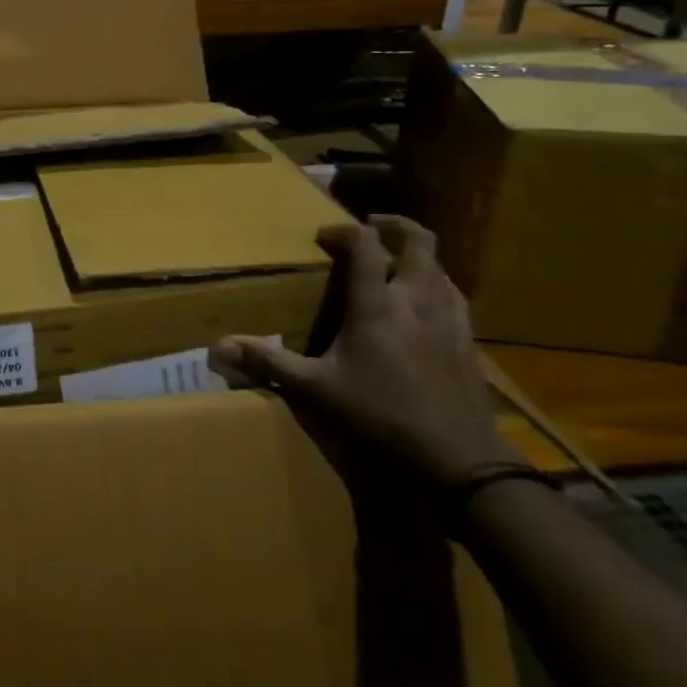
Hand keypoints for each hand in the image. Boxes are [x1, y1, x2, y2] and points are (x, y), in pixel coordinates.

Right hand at [209, 215, 514, 487]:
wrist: (459, 460)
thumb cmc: (380, 416)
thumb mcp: (316, 391)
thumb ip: (269, 362)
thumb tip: (217, 347)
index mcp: (377, 305)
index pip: (365, 245)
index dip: (343, 232)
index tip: (323, 238)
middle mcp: (416, 300)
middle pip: (419, 241)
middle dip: (395, 226)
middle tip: (372, 227)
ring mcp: (449, 319)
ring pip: (441, 267)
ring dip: (418, 256)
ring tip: (397, 263)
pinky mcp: (469, 342)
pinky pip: (456, 296)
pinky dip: (438, 286)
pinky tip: (426, 305)